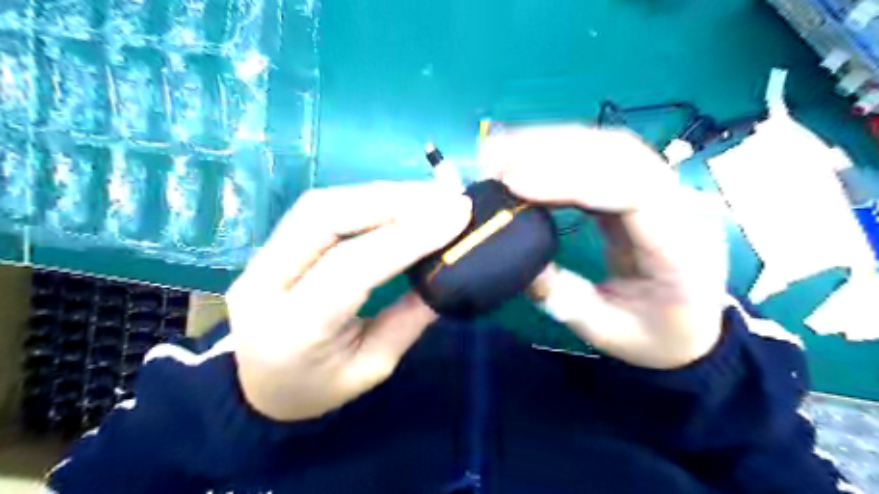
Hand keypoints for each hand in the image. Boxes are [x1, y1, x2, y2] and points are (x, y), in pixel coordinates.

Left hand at [226, 181, 474, 419]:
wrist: (256, 389)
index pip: (351, 268)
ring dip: (380, 194)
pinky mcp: (267, 245)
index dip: (407, 237)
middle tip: (445, 198)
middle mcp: (264, 284)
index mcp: (293, 331)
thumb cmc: (318, 388)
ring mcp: (257, 259)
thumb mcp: (372, 367)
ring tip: (429, 196)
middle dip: (392, 200)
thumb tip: (447, 268)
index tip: (456, 216)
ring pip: (319, 204)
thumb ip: (408, 319)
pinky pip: (319, 209)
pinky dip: (365, 199)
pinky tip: (398, 201)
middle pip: (324, 218)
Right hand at [480, 125, 727, 367]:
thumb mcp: (606, 331)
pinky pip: (599, 158)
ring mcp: (660, 190)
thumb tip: (521, 262)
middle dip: (554, 151)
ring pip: (609, 147)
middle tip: (497, 158)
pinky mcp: (637, 188)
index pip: (634, 192)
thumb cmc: (655, 334)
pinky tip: (525, 155)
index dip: (574, 180)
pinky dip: (558, 152)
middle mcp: (678, 205)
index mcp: (680, 247)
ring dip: (551, 144)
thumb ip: (564, 299)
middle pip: (621, 155)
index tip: (516, 184)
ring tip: (502, 151)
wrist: (690, 324)